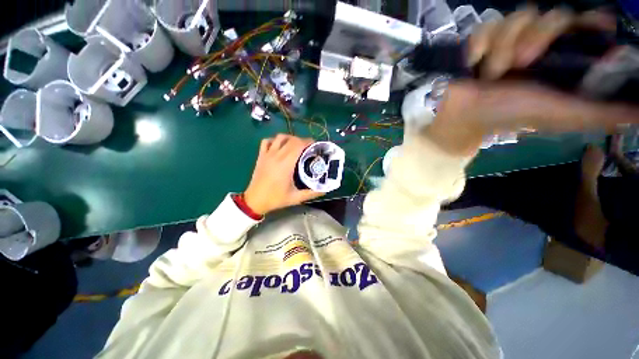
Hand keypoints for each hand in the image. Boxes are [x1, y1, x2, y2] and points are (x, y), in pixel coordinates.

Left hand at [244, 134, 323, 214]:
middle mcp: (277, 156)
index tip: (315, 145)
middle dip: (302, 140)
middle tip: (308, 147)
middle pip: (291, 140)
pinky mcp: (261, 156)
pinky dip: (274, 140)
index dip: (308, 142)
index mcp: (286, 164)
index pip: (298, 145)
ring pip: (279, 137)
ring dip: (290, 138)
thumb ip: (312, 193)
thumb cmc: (276, 199)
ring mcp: (267, 155)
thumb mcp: (296, 198)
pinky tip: (279, 146)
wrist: (255, 201)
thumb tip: (325, 190)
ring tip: (296, 145)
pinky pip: (267, 141)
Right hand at [425, 7, 638, 156]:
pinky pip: (488, 25)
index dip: (590, 22)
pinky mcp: (484, 38)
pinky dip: (480, 45)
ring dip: (505, 46)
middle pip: (555, 14)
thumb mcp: (562, 116)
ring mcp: (510, 38)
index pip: (586, 25)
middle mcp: (541, 41)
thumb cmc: (511, 114)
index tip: (591, 29)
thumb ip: (600, 113)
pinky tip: (475, 64)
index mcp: (563, 58)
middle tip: (522, 64)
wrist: (466, 115)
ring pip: (520, 15)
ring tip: (493, 72)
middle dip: (539, 37)